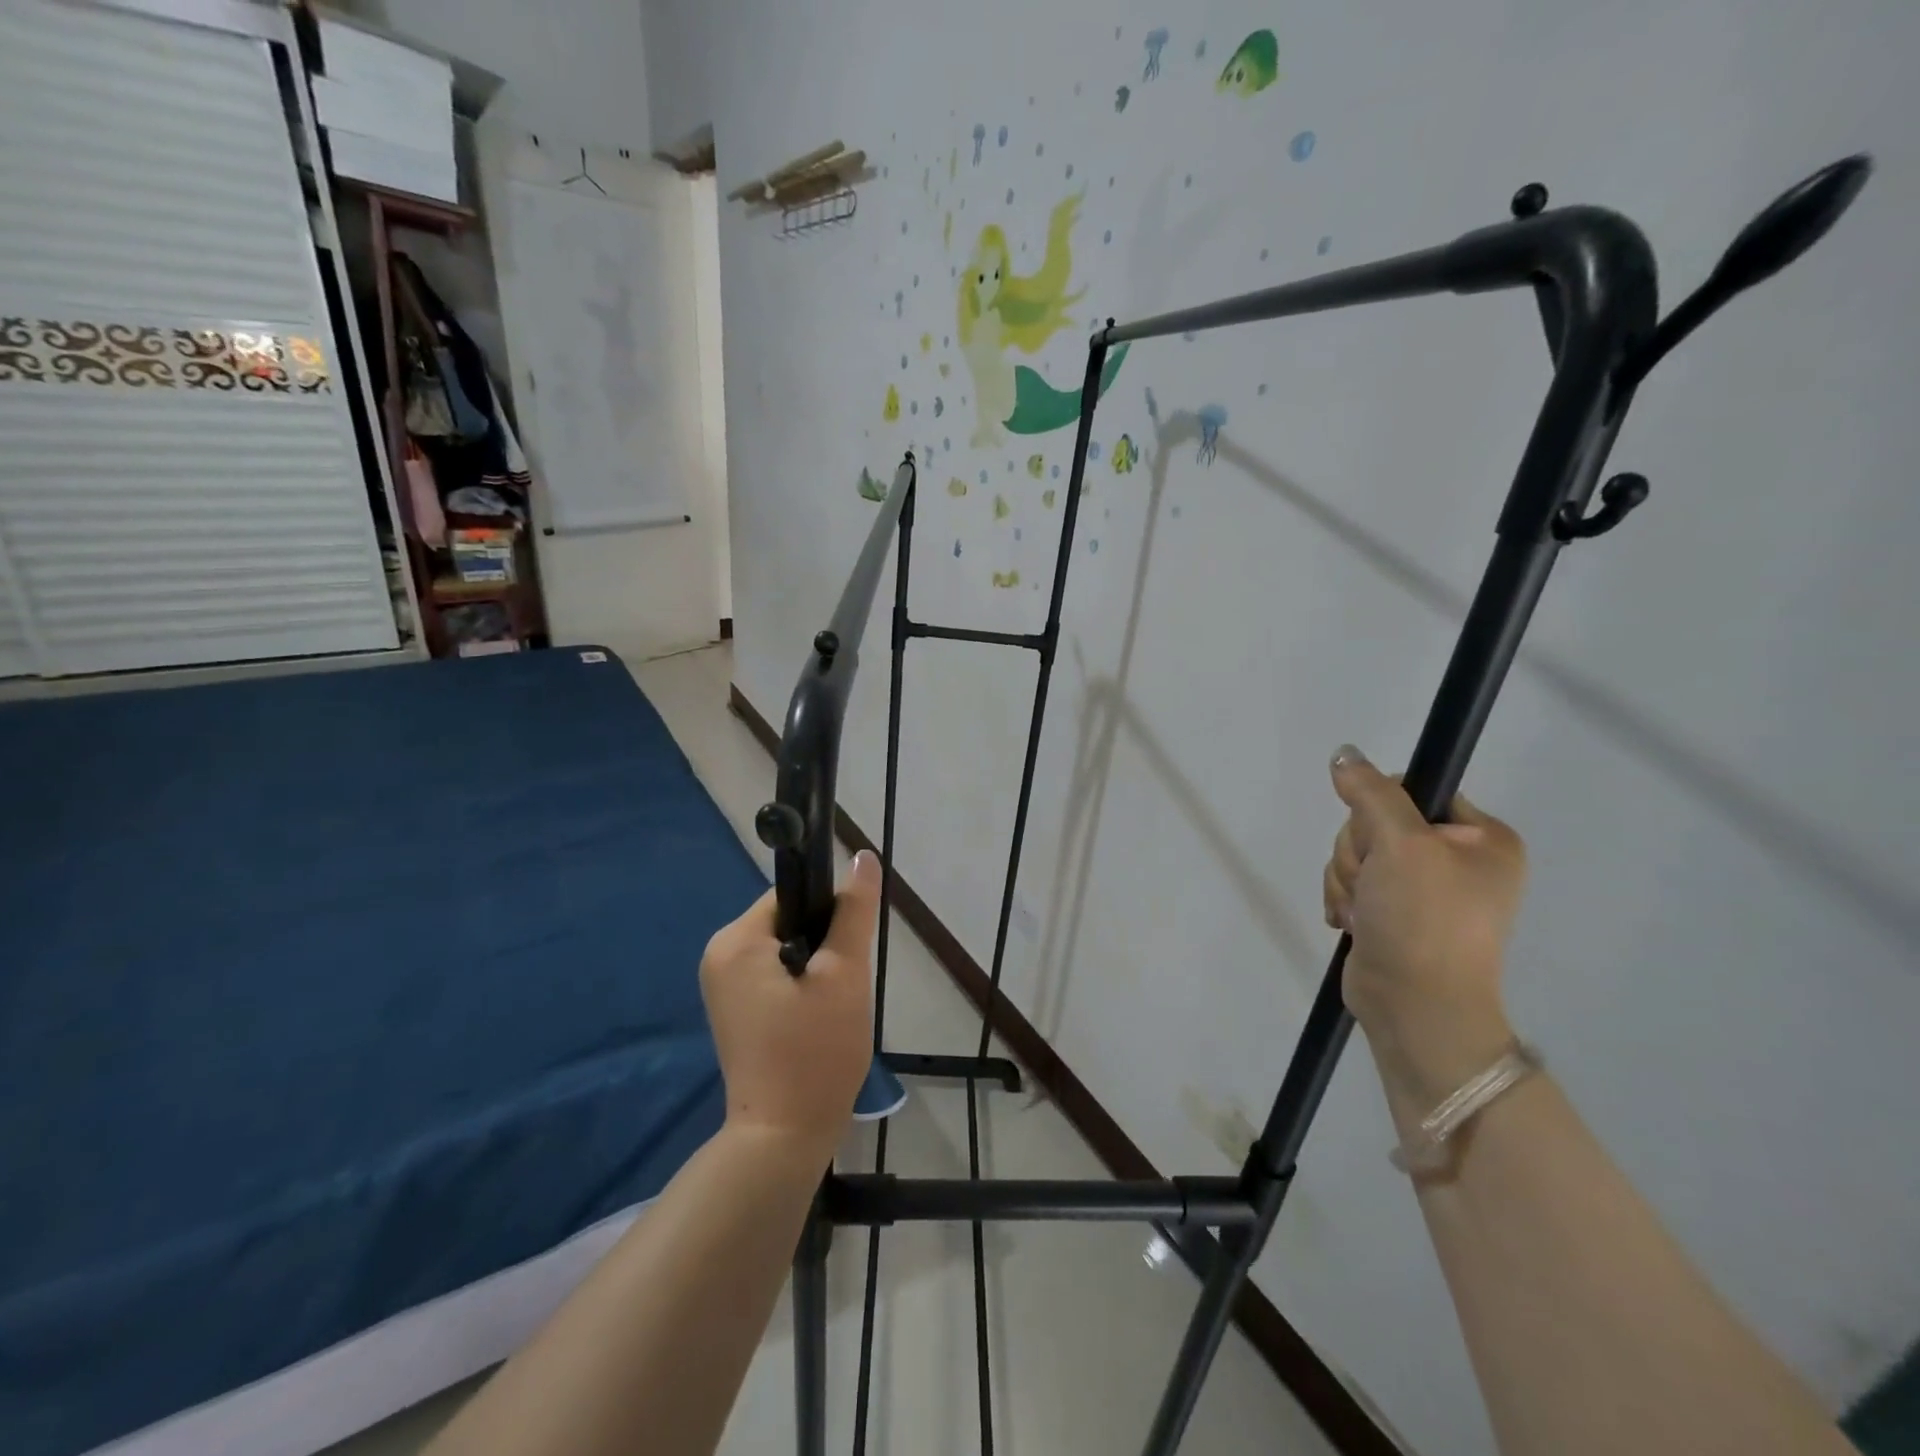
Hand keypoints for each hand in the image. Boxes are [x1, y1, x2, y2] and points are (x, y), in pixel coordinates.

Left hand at [699, 851, 880, 1155]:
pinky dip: (802, 985)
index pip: (792, 895)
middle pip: (788, 920)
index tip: (850, 949)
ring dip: (816, 967)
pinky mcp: (734, 1009)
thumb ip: (854, 911)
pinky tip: (817, 1019)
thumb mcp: (845, 974)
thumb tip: (863, 855)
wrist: (782, 1139)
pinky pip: (775, 974)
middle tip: (844, 986)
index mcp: (735, 940)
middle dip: (824, 943)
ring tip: (833, 1006)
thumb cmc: (815, 1052)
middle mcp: (719, 955)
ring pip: (786, 948)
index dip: (830, 912)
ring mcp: (722, 985)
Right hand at [1322, 746, 1526, 1101]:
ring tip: (1363, 913)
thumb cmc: (1423, 920)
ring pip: (1356, 854)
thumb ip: (1371, 793)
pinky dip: (1344, 899)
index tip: (1381, 841)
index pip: (1413, 790)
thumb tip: (1344, 754)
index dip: (1380, 810)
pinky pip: (1351, 882)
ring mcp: (1422, 889)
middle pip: (1375, 823)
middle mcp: (1455, 860)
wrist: (1416, 1008)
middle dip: (1358, 853)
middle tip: (1373, 885)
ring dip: (1347, 880)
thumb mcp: (1401, 844)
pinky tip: (1353, 922)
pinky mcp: (1392, 913)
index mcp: (1482, 839)